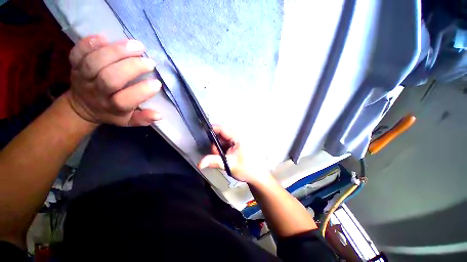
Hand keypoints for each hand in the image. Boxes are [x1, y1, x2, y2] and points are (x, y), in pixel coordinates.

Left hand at [67, 35, 161, 125]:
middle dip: (131, 67)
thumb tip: (158, 115)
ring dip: (116, 51)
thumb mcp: (129, 121)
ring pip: (94, 62)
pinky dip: (89, 43)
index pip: (125, 101)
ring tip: (137, 46)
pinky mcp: (74, 64)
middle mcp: (95, 92)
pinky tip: (105, 37)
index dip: (142, 91)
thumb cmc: (111, 112)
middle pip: (109, 78)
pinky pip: (77, 52)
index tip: (157, 83)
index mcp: (111, 107)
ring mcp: (83, 77)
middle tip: (150, 62)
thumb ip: (143, 119)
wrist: (83, 106)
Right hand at [198, 125, 267, 183]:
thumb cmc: (246, 169)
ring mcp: (237, 142)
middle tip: (216, 154)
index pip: (223, 129)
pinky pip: (225, 144)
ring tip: (221, 157)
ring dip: (218, 147)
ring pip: (222, 140)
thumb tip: (200, 163)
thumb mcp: (229, 165)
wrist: (256, 176)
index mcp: (238, 138)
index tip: (205, 135)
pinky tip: (224, 157)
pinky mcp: (236, 146)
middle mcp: (237, 137)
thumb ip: (214, 162)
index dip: (213, 130)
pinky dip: (221, 149)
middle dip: (215, 143)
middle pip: (221, 134)